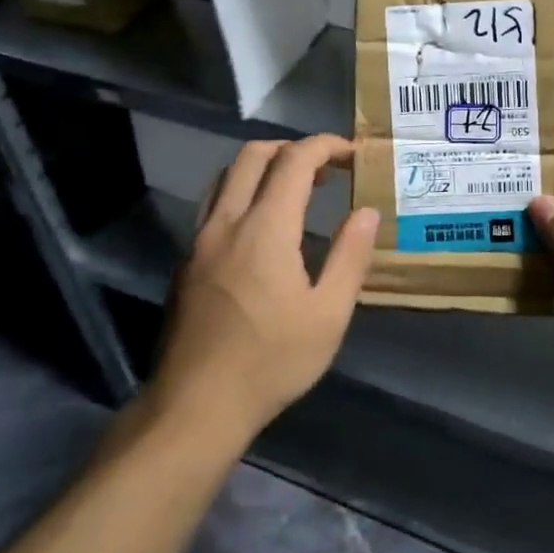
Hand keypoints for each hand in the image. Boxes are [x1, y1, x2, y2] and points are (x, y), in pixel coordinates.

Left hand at [150, 135, 378, 445]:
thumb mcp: (328, 315)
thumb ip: (350, 256)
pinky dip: (243, 192)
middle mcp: (226, 222)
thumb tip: (367, 212)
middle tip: (326, 169)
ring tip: (295, 189)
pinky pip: (214, 204)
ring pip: (227, 176)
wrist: (196, 406)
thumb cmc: (271, 362)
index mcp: (265, 229)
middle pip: (253, 155)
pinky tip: (262, 227)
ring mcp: (199, 241)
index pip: (294, 161)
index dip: (325, 146)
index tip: (352, 154)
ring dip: (264, 166)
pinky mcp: (186, 261)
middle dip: (293, 148)